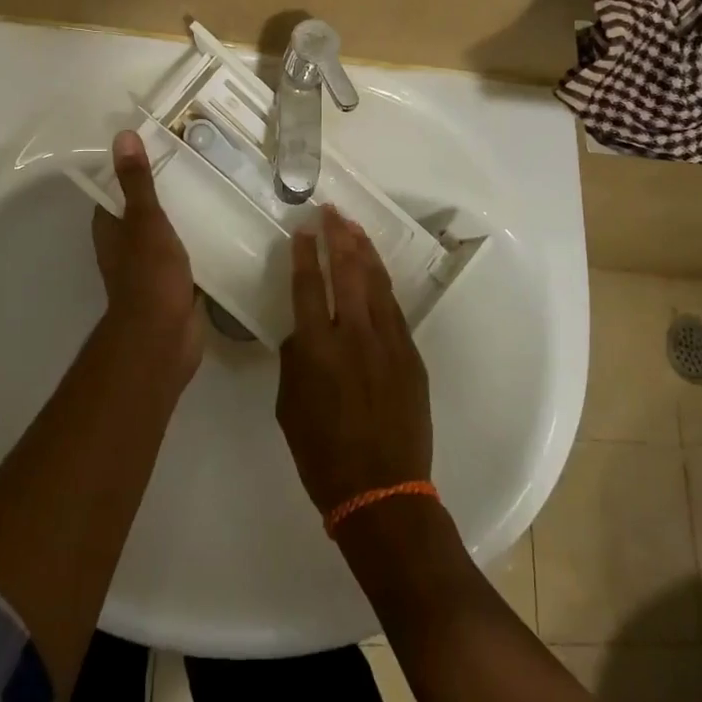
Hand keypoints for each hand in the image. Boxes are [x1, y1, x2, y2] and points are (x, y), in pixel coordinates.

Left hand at [91, 130, 201, 383]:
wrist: (163, 337)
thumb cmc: (149, 275)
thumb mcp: (145, 221)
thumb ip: (137, 182)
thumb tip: (122, 136)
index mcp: (111, 228)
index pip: (117, 189)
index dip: (135, 168)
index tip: (163, 145)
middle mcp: (125, 246)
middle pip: (143, 210)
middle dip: (167, 191)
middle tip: (200, 163)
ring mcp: (149, 267)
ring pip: (166, 233)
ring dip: (185, 217)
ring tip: (217, 188)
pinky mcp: (173, 284)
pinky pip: (185, 255)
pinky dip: (199, 242)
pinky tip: (224, 228)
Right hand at [276, 208, 432, 513]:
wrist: (383, 491)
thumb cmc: (323, 455)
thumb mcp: (290, 407)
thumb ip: (295, 361)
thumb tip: (303, 333)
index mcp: (317, 349)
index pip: (308, 286)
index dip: (304, 254)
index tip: (302, 229)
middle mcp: (354, 336)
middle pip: (347, 272)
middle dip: (337, 236)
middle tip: (330, 211)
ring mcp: (389, 342)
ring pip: (376, 283)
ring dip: (364, 251)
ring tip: (353, 227)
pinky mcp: (411, 354)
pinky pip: (394, 308)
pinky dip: (382, 283)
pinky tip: (375, 271)